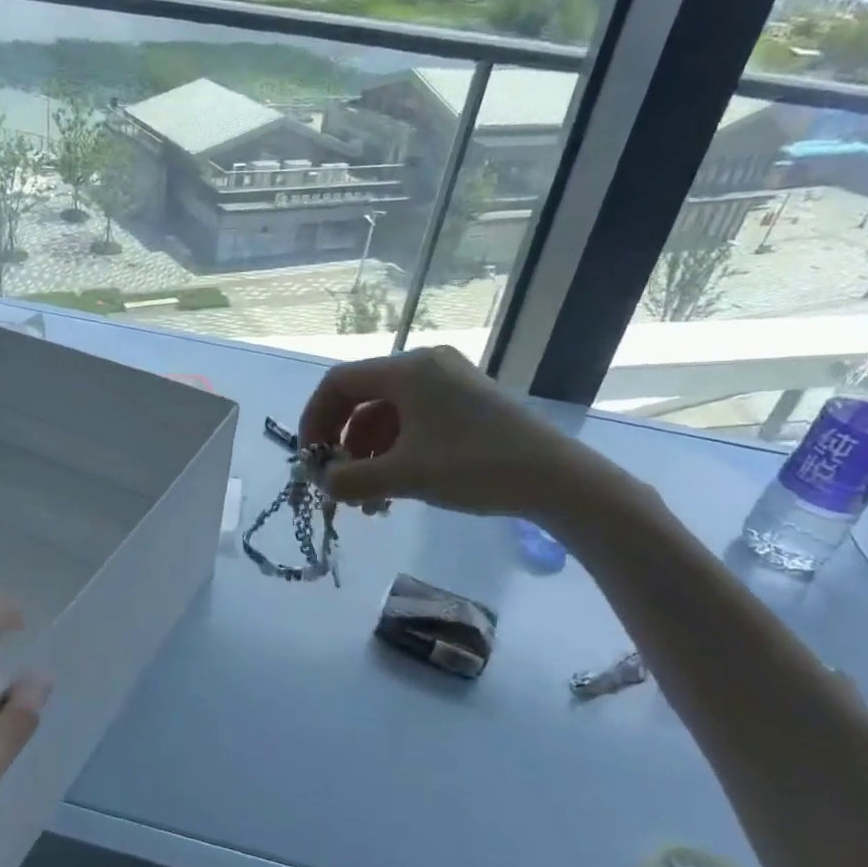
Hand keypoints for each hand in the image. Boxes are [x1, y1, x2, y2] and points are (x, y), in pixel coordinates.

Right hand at [299, 346, 621, 522]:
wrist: (556, 479)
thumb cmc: (474, 467)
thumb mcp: (404, 476)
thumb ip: (352, 480)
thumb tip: (322, 483)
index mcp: (408, 371)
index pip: (338, 382)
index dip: (314, 419)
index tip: (311, 458)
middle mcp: (426, 367)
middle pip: (362, 398)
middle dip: (344, 442)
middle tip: (339, 482)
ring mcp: (449, 383)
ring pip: (388, 414)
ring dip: (370, 454)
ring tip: (371, 500)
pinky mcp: (467, 403)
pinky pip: (414, 420)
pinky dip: (397, 451)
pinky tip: (397, 488)